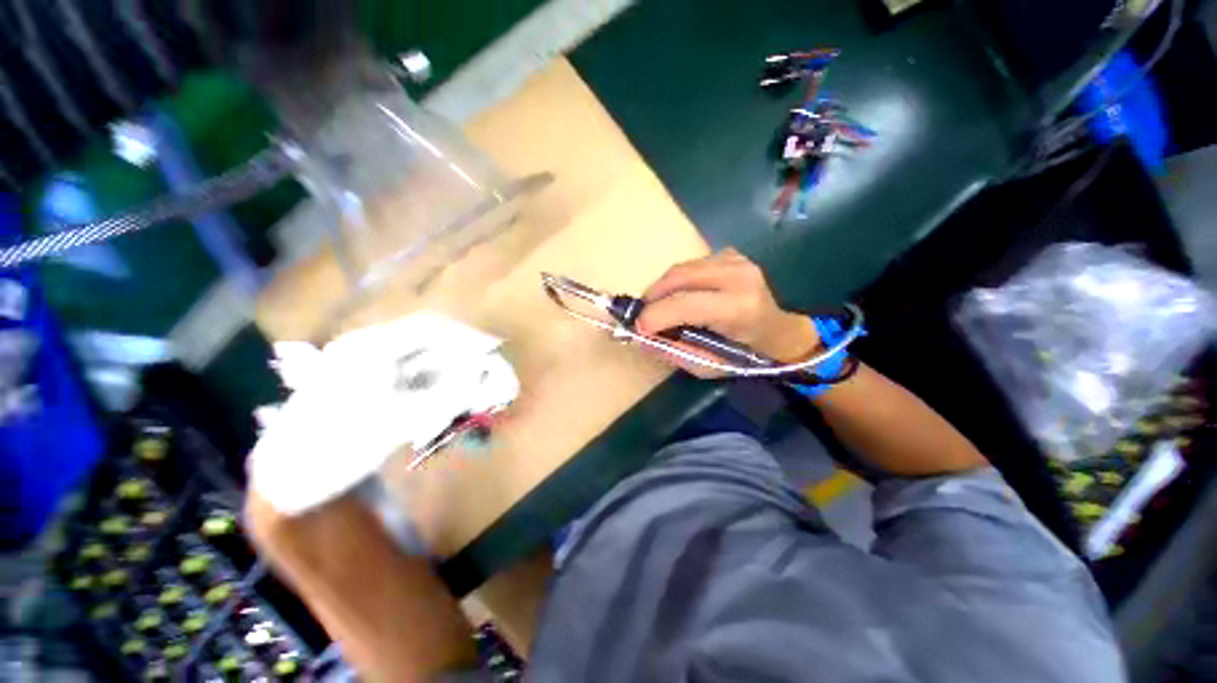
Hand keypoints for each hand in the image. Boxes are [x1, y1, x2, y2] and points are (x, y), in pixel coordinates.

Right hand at [637, 249, 818, 377]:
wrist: (778, 332)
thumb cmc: (745, 355)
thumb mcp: (707, 365)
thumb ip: (673, 351)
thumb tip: (640, 339)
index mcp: (739, 308)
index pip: (685, 304)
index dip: (655, 315)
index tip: (637, 328)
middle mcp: (739, 276)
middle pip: (679, 277)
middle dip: (652, 296)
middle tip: (642, 315)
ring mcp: (736, 260)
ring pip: (681, 268)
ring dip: (662, 287)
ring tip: (657, 307)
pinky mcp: (731, 254)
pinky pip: (691, 264)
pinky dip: (677, 281)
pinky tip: (680, 295)